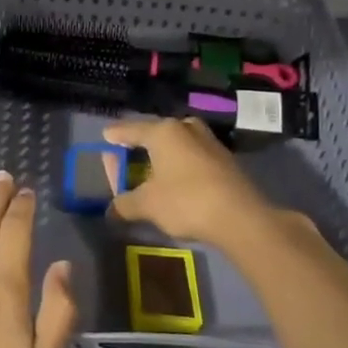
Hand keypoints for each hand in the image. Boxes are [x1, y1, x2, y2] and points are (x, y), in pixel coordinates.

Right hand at [103, 117, 284, 248]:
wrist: (241, 218)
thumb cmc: (186, 201)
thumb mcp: (147, 205)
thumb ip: (124, 204)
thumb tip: (110, 211)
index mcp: (163, 132)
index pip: (130, 129)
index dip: (116, 135)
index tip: (106, 136)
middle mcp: (186, 129)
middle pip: (157, 132)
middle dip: (141, 142)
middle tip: (129, 153)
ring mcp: (210, 142)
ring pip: (178, 142)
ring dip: (164, 153)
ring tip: (153, 167)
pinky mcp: (225, 160)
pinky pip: (193, 155)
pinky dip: (181, 163)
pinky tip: (177, 179)